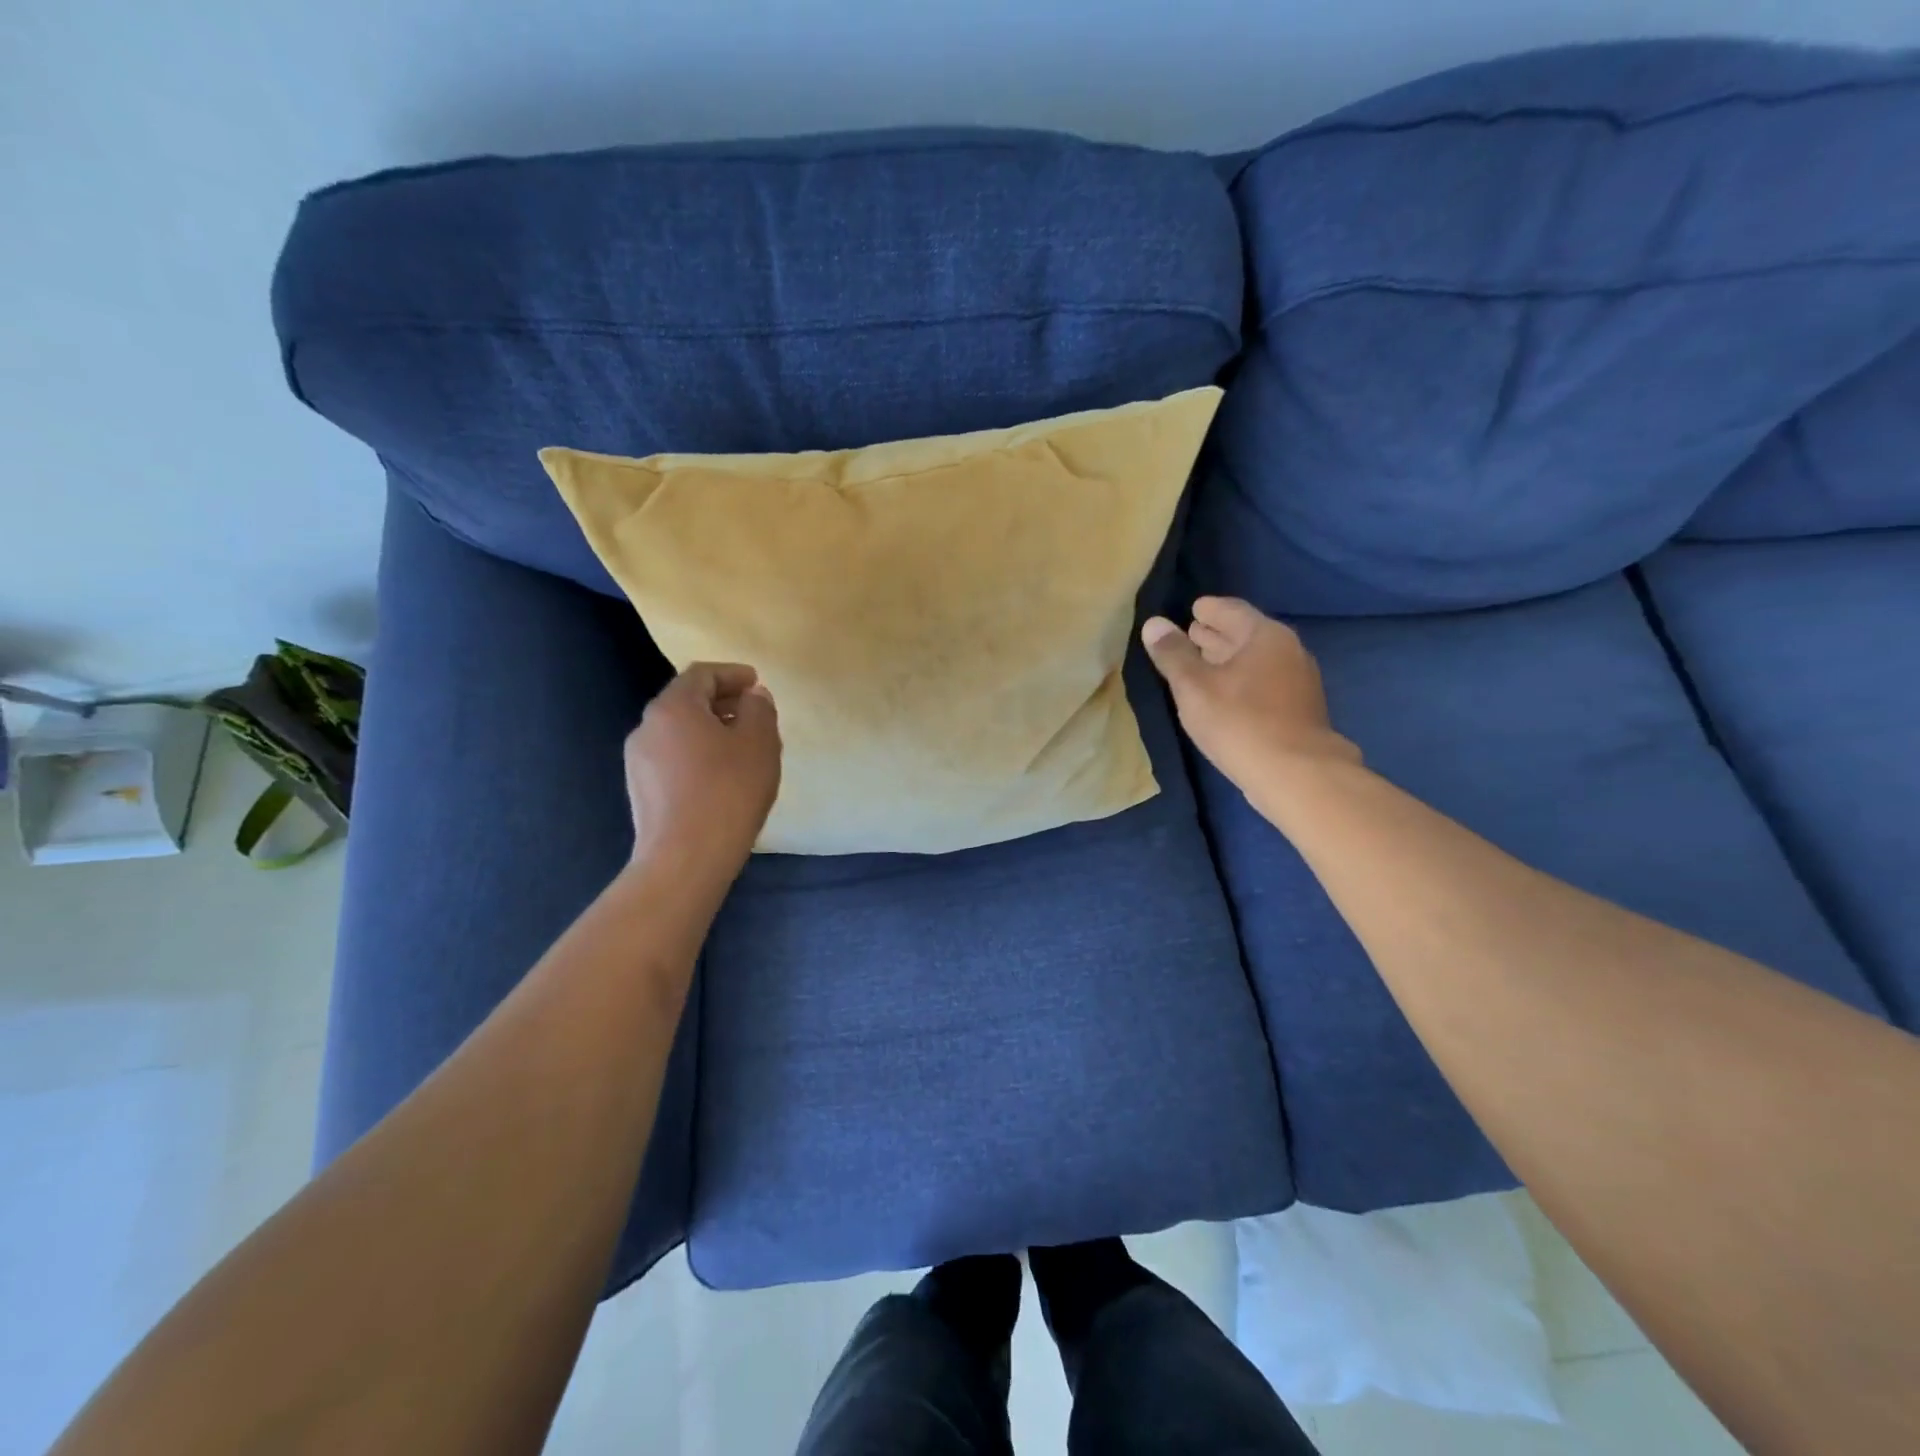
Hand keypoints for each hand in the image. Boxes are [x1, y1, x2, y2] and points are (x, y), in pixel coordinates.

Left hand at [623, 663, 781, 867]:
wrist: (685, 859)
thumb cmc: (729, 791)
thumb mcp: (760, 743)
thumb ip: (759, 709)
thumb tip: (752, 696)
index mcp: (673, 707)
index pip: (702, 674)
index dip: (732, 674)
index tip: (757, 683)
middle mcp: (647, 726)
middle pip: (687, 701)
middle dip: (722, 702)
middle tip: (754, 714)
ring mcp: (638, 760)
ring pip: (679, 732)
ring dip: (710, 731)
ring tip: (742, 748)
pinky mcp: (640, 790)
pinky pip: (672, 758)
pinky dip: (697, 755)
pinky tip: (720, 777)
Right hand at [1141, 597, 1360, 804]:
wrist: (1296, 774)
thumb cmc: (1239, 722)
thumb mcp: (1193, 687)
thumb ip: (1172, 654)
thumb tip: (1154, 623)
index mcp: (1264, 635)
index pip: (1231, 610)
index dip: (1207, 610)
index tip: (1190, 611)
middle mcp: (1288, 649)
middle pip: (1245, 634)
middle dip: (1216, 635)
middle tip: (1188, 637)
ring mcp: (1299, 680)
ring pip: (1256, 660)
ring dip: (1228, 660)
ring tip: (1200, 666)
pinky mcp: (1300, 709)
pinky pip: (1264, 682)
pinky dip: (1242, 680)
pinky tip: (1225, 696)